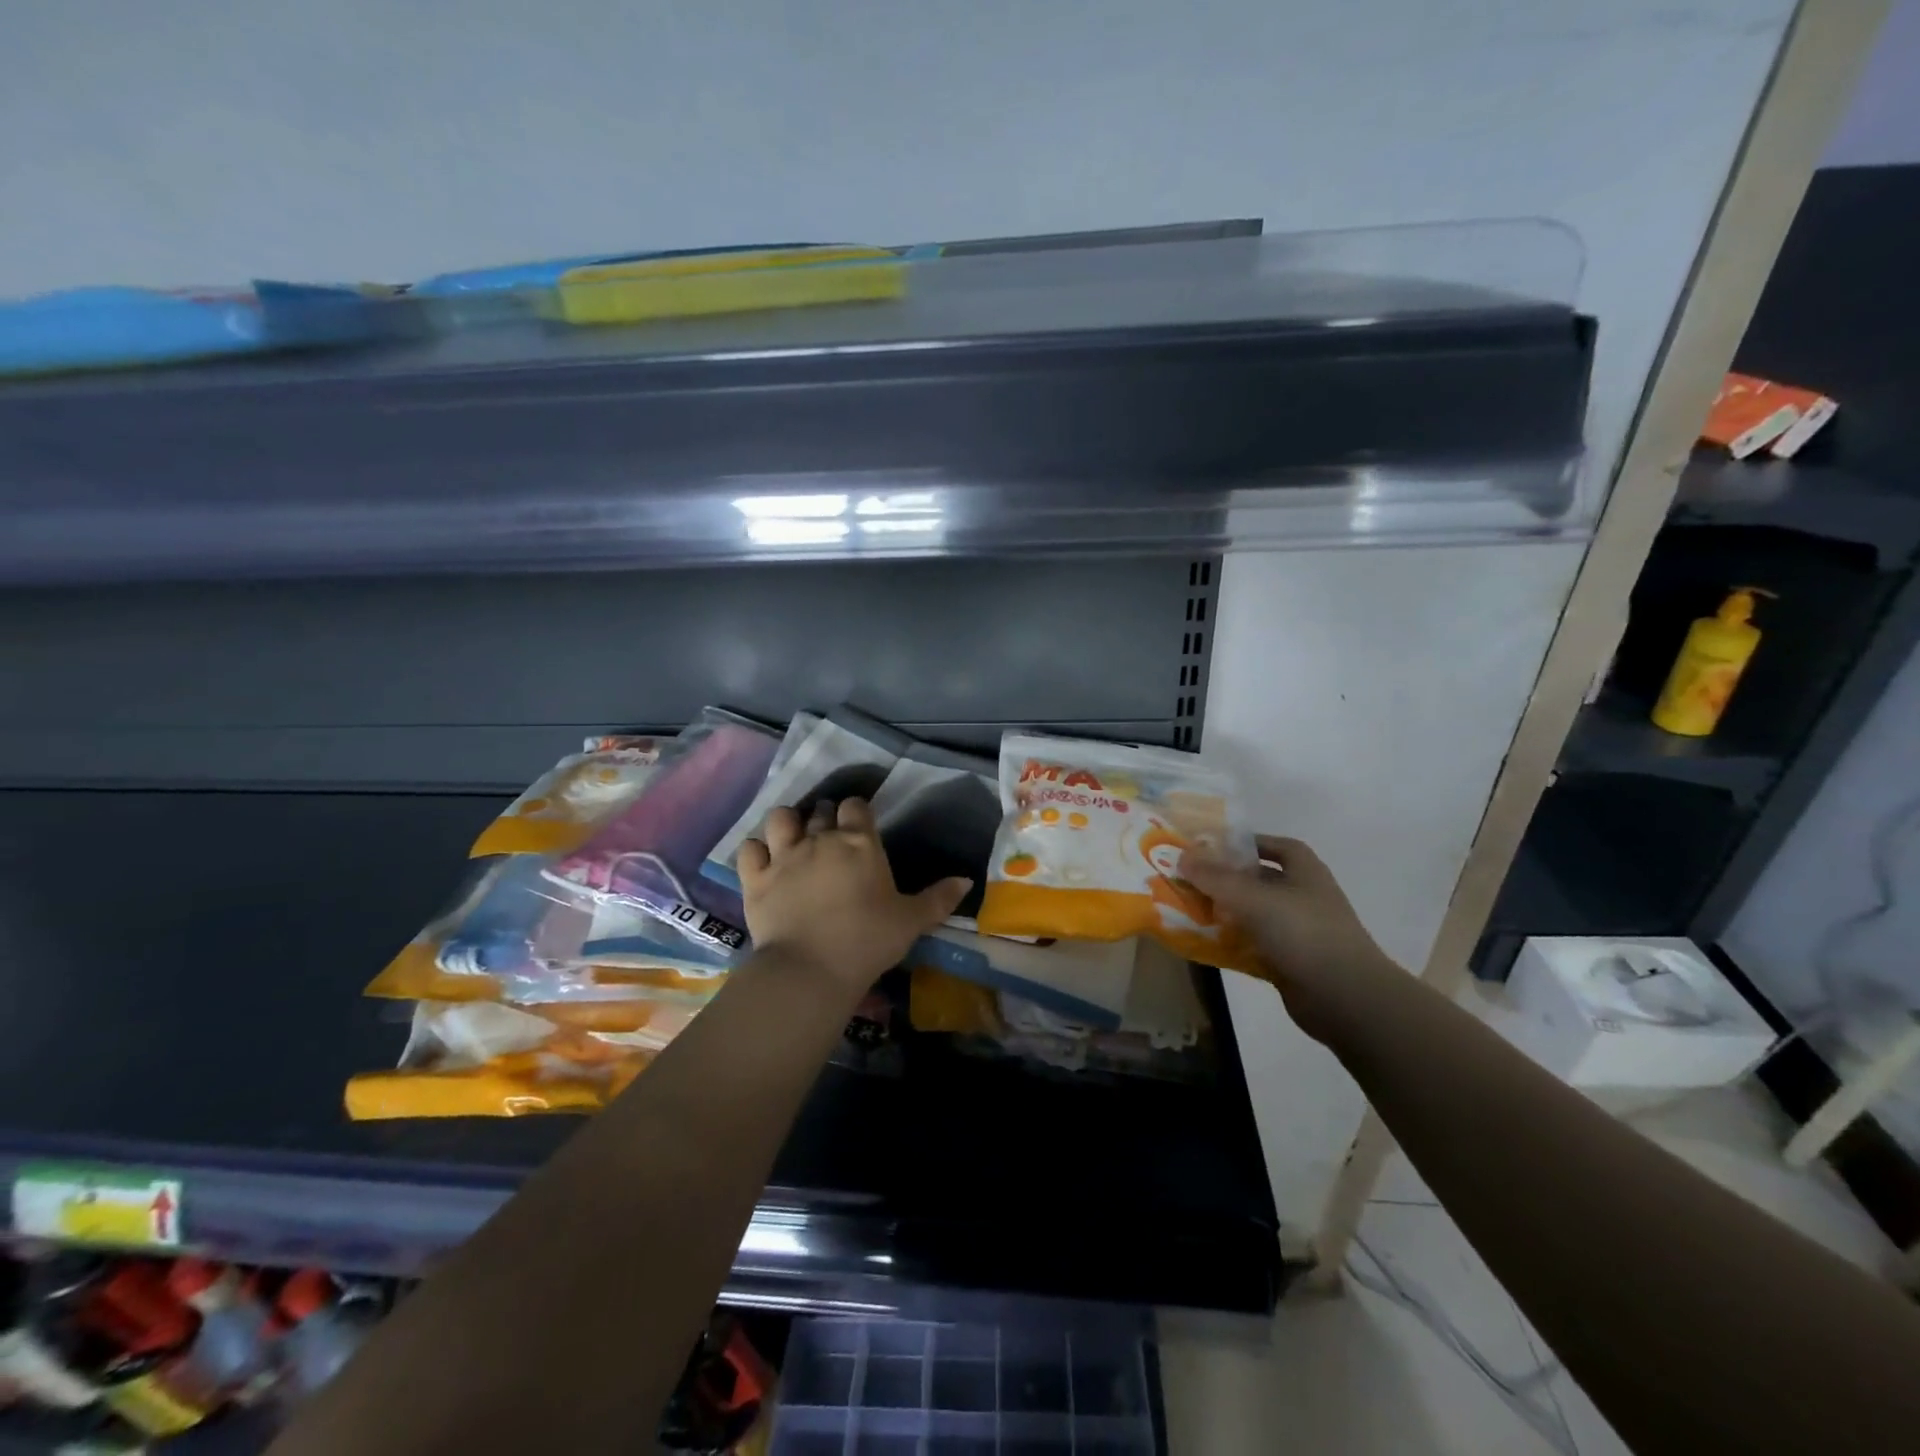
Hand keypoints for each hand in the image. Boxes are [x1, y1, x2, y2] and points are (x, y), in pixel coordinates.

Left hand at [738, 799, 970, 996]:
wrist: (812, 968)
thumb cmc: (868, 940)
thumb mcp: (911, 921)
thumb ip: (939, 898)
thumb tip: (967, 880)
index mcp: (859, 843)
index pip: (856, 807)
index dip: (857, 812)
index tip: (859, 825)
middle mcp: (820, 839)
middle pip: (821, 810)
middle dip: (825, 817)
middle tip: (829, 836)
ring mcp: (784, 856)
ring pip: (781, 818)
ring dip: (787, 823)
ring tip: (792, 838)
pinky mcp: (756, 878)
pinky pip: (749, 848)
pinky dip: (755, 850)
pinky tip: (762, 861)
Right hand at [1181, 835, 1404, 1041]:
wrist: (1346, 999)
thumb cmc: (1304, 933)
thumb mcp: (1253, 898)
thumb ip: (1216, 877)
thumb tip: (1182, 856)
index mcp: (1305, 872)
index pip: (1276, 846)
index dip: (1248, 843)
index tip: (1213, 847)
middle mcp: (1304, 897)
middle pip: (1260, 880)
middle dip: (1227, 879)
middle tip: (1190, 879)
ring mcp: (1299, 932)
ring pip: (1254, 914)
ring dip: (1225, 913)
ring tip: (1189, 909)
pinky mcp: (1291, 962)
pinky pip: (1254, 946)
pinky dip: (1231, 944)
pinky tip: (1203, 944)